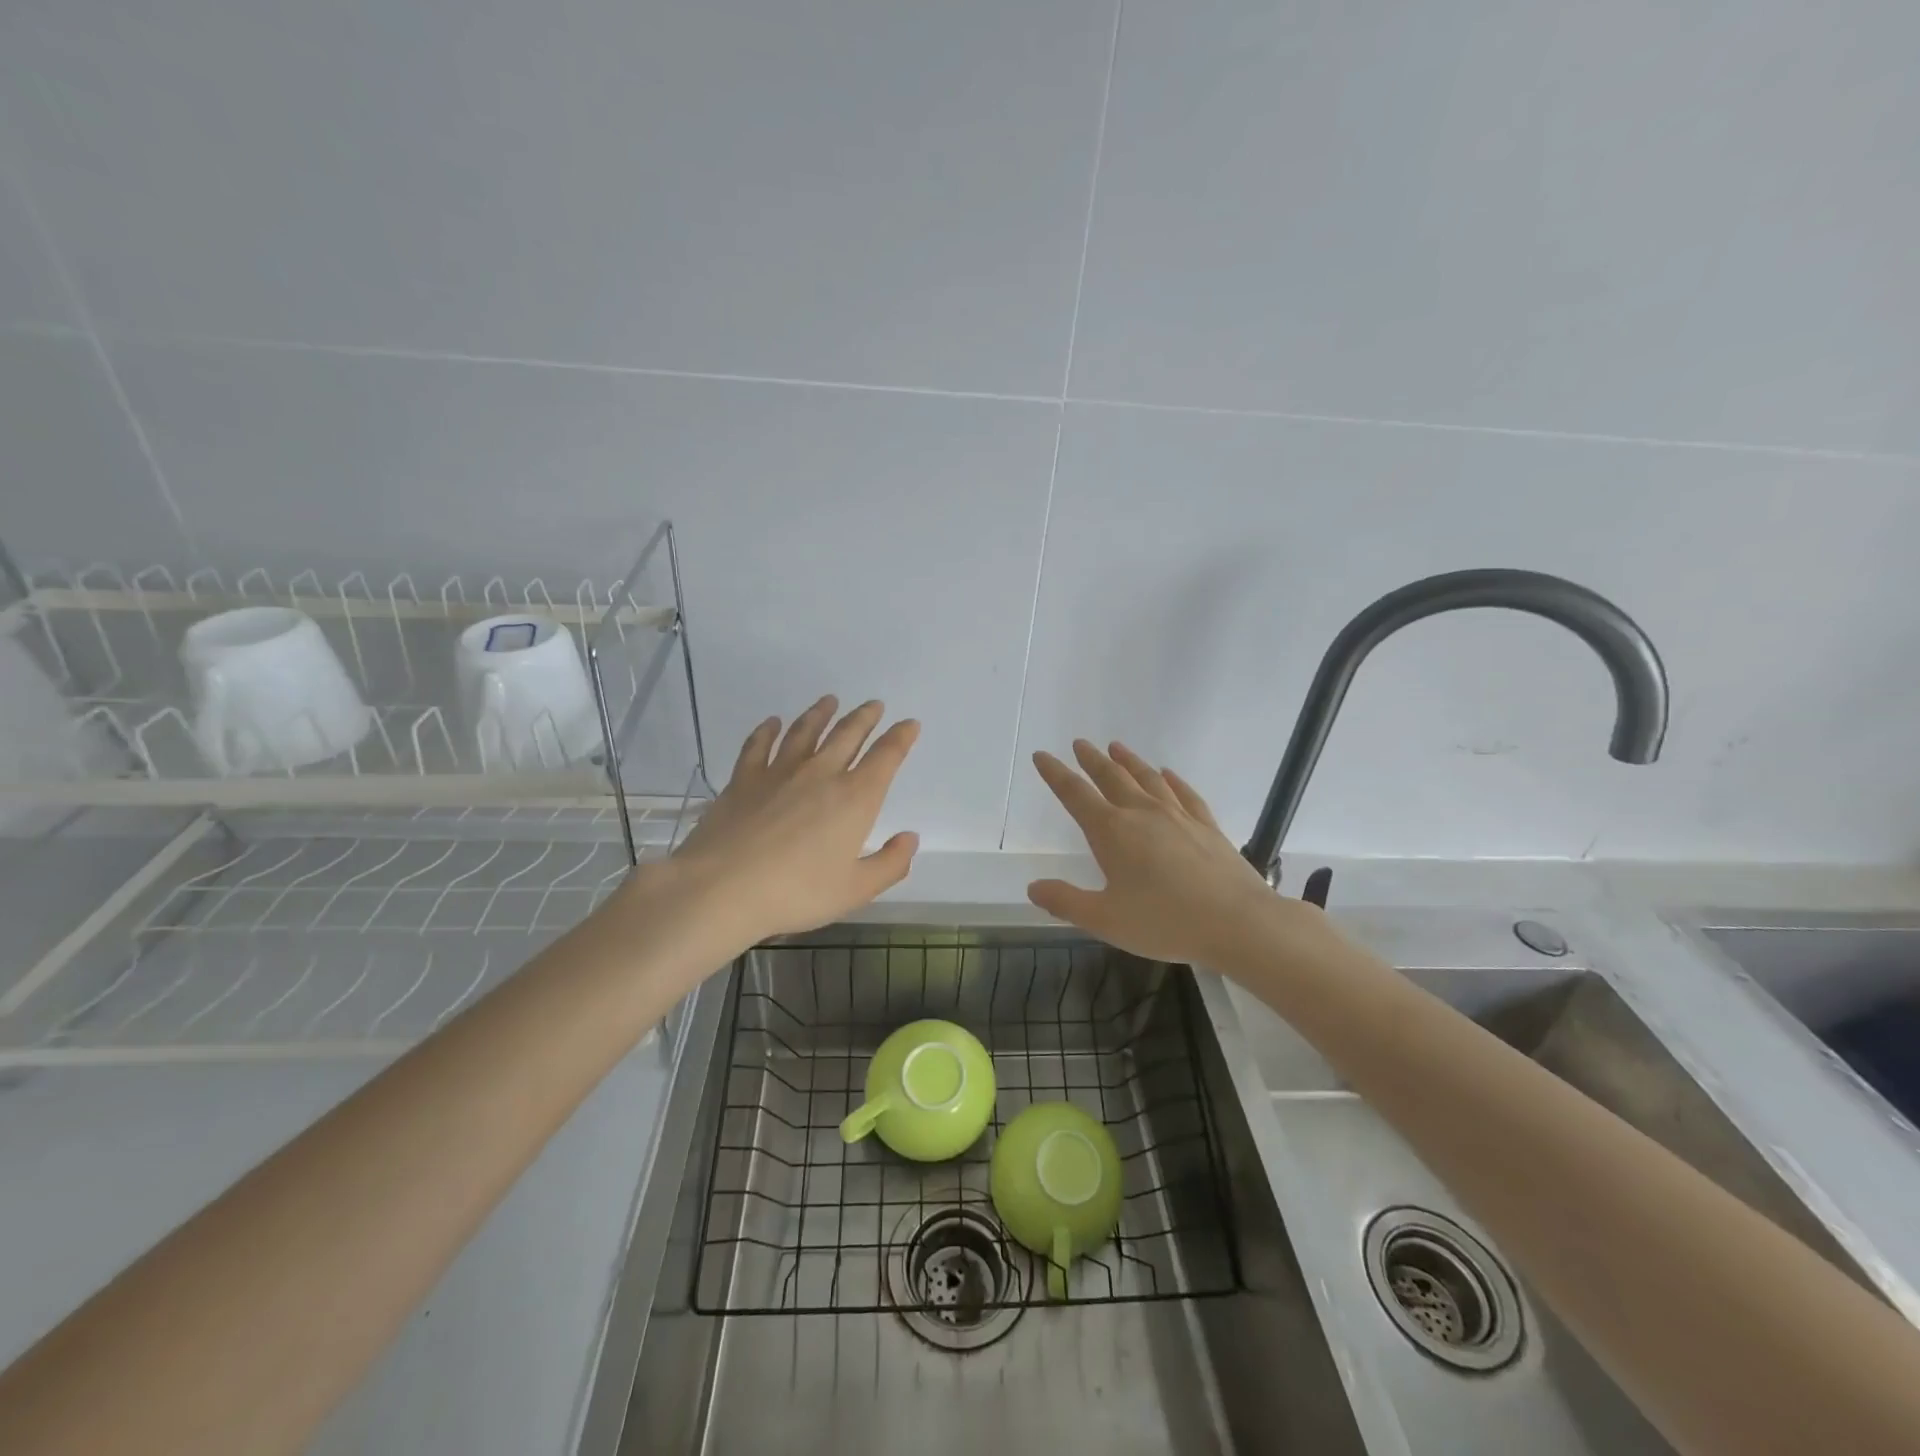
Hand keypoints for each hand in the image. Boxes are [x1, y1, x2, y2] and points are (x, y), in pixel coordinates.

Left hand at [669, 696, 920, 941]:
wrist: (722, 888)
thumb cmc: (796, 892)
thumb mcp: (855, 890)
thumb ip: (889, 864)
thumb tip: (910, 838)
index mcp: (855, 798)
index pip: (885, 757)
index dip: (901, 737)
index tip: (909, 723)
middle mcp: (820, 774)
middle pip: (847, 734)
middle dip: (865, 718)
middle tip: (874, 705)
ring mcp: (779, 772)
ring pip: (805, 732)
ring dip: (820, 714)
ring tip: (829, 701)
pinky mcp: (744, 779)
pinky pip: (758, 745)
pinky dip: (767, 730)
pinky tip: (771, 723)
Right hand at [1027, 740, 1299, 966]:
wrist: (1238, 922)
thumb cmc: (1165, 922)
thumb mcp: (1105, 920)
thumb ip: (1066, 902)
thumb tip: (1033, 887)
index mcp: (1112, 832)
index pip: (1075, 795)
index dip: (1055, 774)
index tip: (1042, 755)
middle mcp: (1142, 814)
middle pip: (1111, 777)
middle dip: (1091, 760)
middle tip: (1079, 744)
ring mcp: (1178, 816)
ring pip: (1147, 778)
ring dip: (1129, 761)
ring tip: (1116, 747)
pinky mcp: (1207, 826)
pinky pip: (1184, 793)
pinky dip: (1172, 780)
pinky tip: (1167, 774)